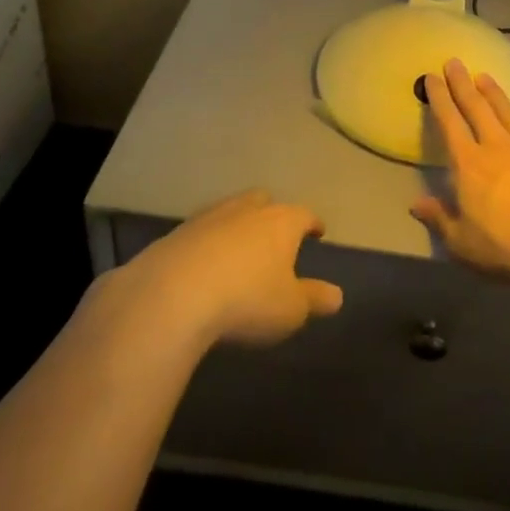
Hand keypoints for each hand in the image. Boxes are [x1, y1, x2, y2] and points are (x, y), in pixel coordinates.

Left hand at [122, 190, 343, 347]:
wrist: (173, 293)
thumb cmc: (247, 299)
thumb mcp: (290, 309)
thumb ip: (314, 299)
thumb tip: (337, 295)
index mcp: (280, 221)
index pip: (304, 215)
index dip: (313, 224)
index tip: (318, 232)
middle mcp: (246, 209)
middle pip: (264, 201)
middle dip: (272, 214)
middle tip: (276, 234)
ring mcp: (209, 217)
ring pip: (231, 211)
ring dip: (237, 226)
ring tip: (240, 248)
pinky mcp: (177, 232)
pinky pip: (201, 232)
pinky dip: (208, 242)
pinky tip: (206, 263)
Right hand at [411, 59, 509, 279]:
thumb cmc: (507, 246)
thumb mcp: (463, 243)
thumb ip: (440, 219)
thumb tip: (416, 203)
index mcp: (469, 164)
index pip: (450, 123)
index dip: (440, 99)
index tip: (432, 77)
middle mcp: (495, 147)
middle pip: (476, 108)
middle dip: (462, 84)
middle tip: (454, 61)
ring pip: (505, 112)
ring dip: (493, 92)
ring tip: (484, 76)